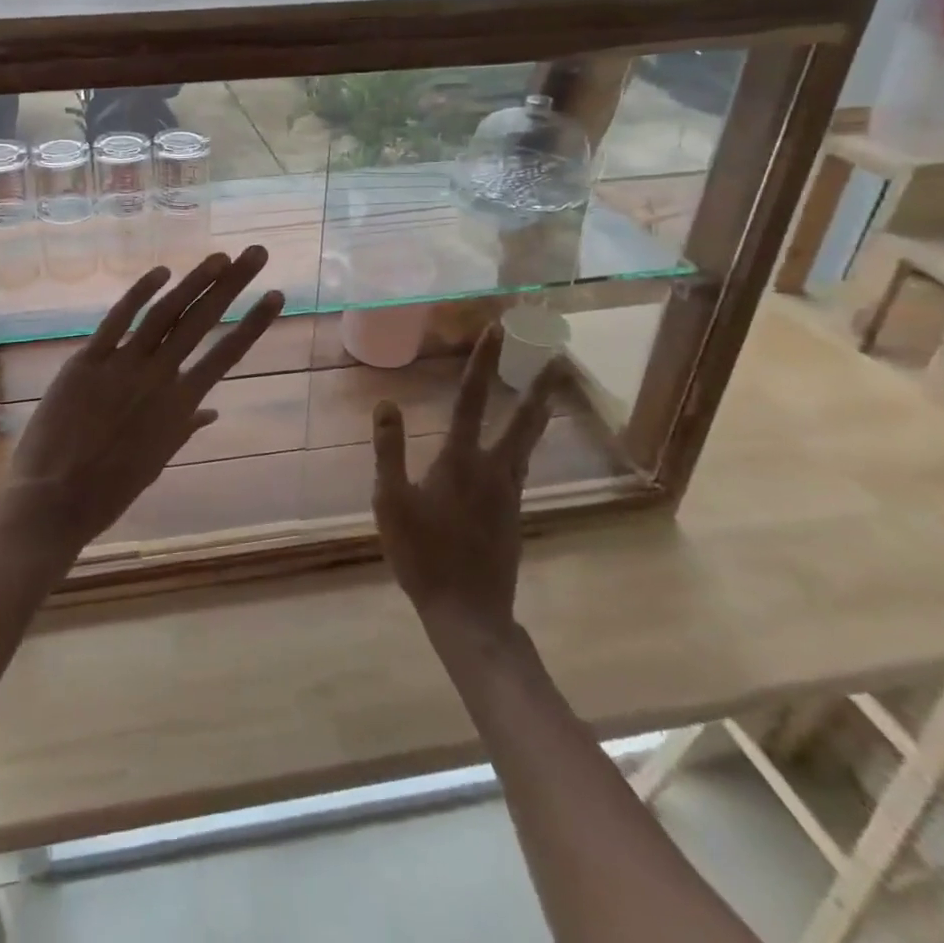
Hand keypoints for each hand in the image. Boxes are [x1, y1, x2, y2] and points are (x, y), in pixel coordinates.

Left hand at [0, 248, 284, 562]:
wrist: (54, 501)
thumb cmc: (109, 490)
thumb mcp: (155, 461)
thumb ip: (183, 427)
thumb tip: (210, 410)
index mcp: (179, 406)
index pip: (226, 355)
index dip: (253, 323)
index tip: (275, 295)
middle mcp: (158, 378)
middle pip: (201, 322)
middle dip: (232, 284)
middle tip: (257, 253)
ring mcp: (121, 366)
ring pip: (165, 313)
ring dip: (194, 281)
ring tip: (219, 257)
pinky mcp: (86, 361)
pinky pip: (116, 320)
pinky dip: (139, 293)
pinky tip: (161, 272)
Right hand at [372, 326, 563, 648]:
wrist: (468, 612)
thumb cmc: (422, 554)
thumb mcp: (390, 501)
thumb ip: (389, 450)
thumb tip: (386, 403)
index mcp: (460, 460)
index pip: (471, 400)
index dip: (482, 363)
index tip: (495, 331)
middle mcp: (494, 470)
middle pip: (522, 421)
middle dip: (538, 388)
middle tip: (556, 360)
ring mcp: (509, 494)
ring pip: (527, 445)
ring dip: (536, 415)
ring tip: (545, 396)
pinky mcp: (513, 515)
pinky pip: (520, 469)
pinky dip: (522, 446)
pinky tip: (515, 452)